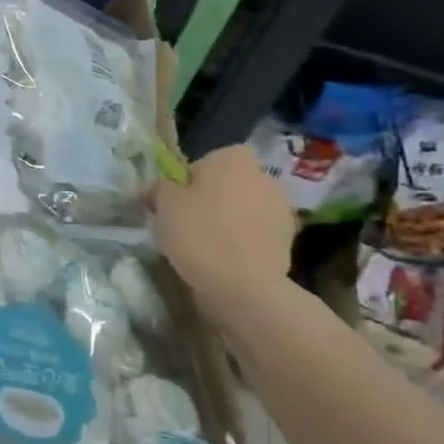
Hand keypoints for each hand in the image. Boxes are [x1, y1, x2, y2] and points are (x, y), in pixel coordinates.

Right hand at [152, 145, 294, 315]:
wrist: (244, 286)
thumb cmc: (199, 234)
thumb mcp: (164, 206)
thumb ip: (158, 189)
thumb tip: (155, 188)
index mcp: (233, 158)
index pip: (202, 163)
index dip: (186, 184)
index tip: (174, 206)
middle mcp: (263, 175)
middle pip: (225, 185)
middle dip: (210, 201)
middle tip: (187, 226)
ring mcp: (281, 207)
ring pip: (242, 209)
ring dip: (228, 221)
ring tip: (207, 247)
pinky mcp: (288, 238)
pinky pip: (256, 232)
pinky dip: (243, 241)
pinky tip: (227, 260)